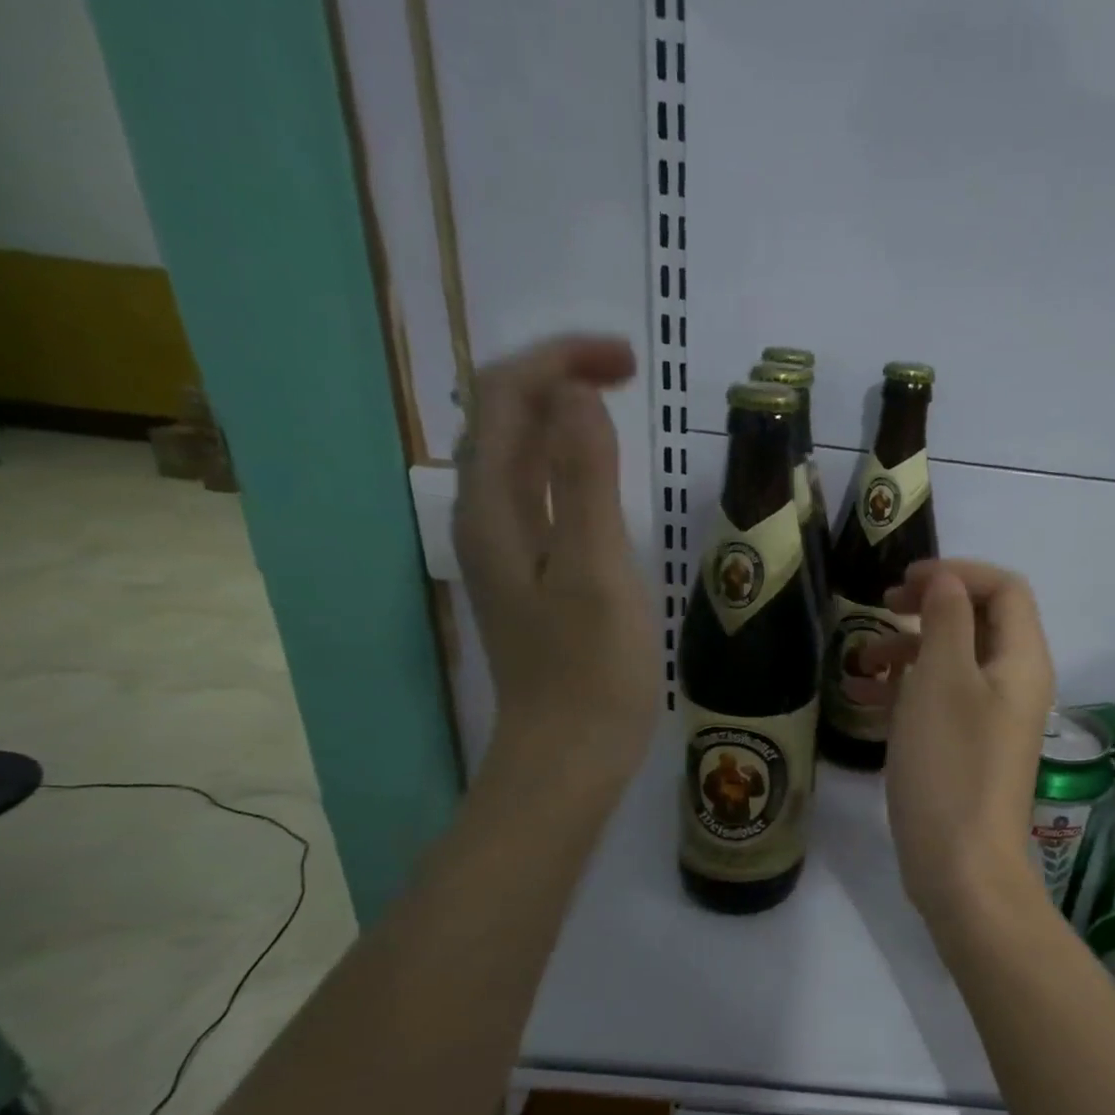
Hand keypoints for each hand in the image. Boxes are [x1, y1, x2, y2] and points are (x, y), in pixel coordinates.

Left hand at [453, 336, 655, 790]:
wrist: (568, 753)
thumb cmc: (591, 670)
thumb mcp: (596, 571)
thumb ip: (584, 482)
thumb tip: (578, 397)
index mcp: (493, 508)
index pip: (504, 397)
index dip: (559, 361)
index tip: (628, 362)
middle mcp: (486, 516)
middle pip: (502, 416)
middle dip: (557, 376)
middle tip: (627, 373)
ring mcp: (505, 546)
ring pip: (517, 452)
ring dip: (559, 413)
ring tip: (616, 402)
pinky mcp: (530, 572)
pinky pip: (536, 491)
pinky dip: (566, 459)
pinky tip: (599, 470)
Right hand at [879, 560, 1055, 926]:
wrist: (960, 867)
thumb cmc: (950, 764)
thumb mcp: (942, 679)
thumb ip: (947, 619)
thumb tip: (945, 582)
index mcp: (1021, 660)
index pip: (1004, 588)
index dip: (957, 573)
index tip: (905, 583)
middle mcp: (1013, 683)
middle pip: (978, 621)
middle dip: (928, 608)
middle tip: (883, 607)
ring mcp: (990, 718)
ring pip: (952, 661)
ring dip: (908, 650)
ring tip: (860, 661)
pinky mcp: (965, 748)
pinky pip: (938, 700)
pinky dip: (904, 689)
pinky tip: (863, 697)